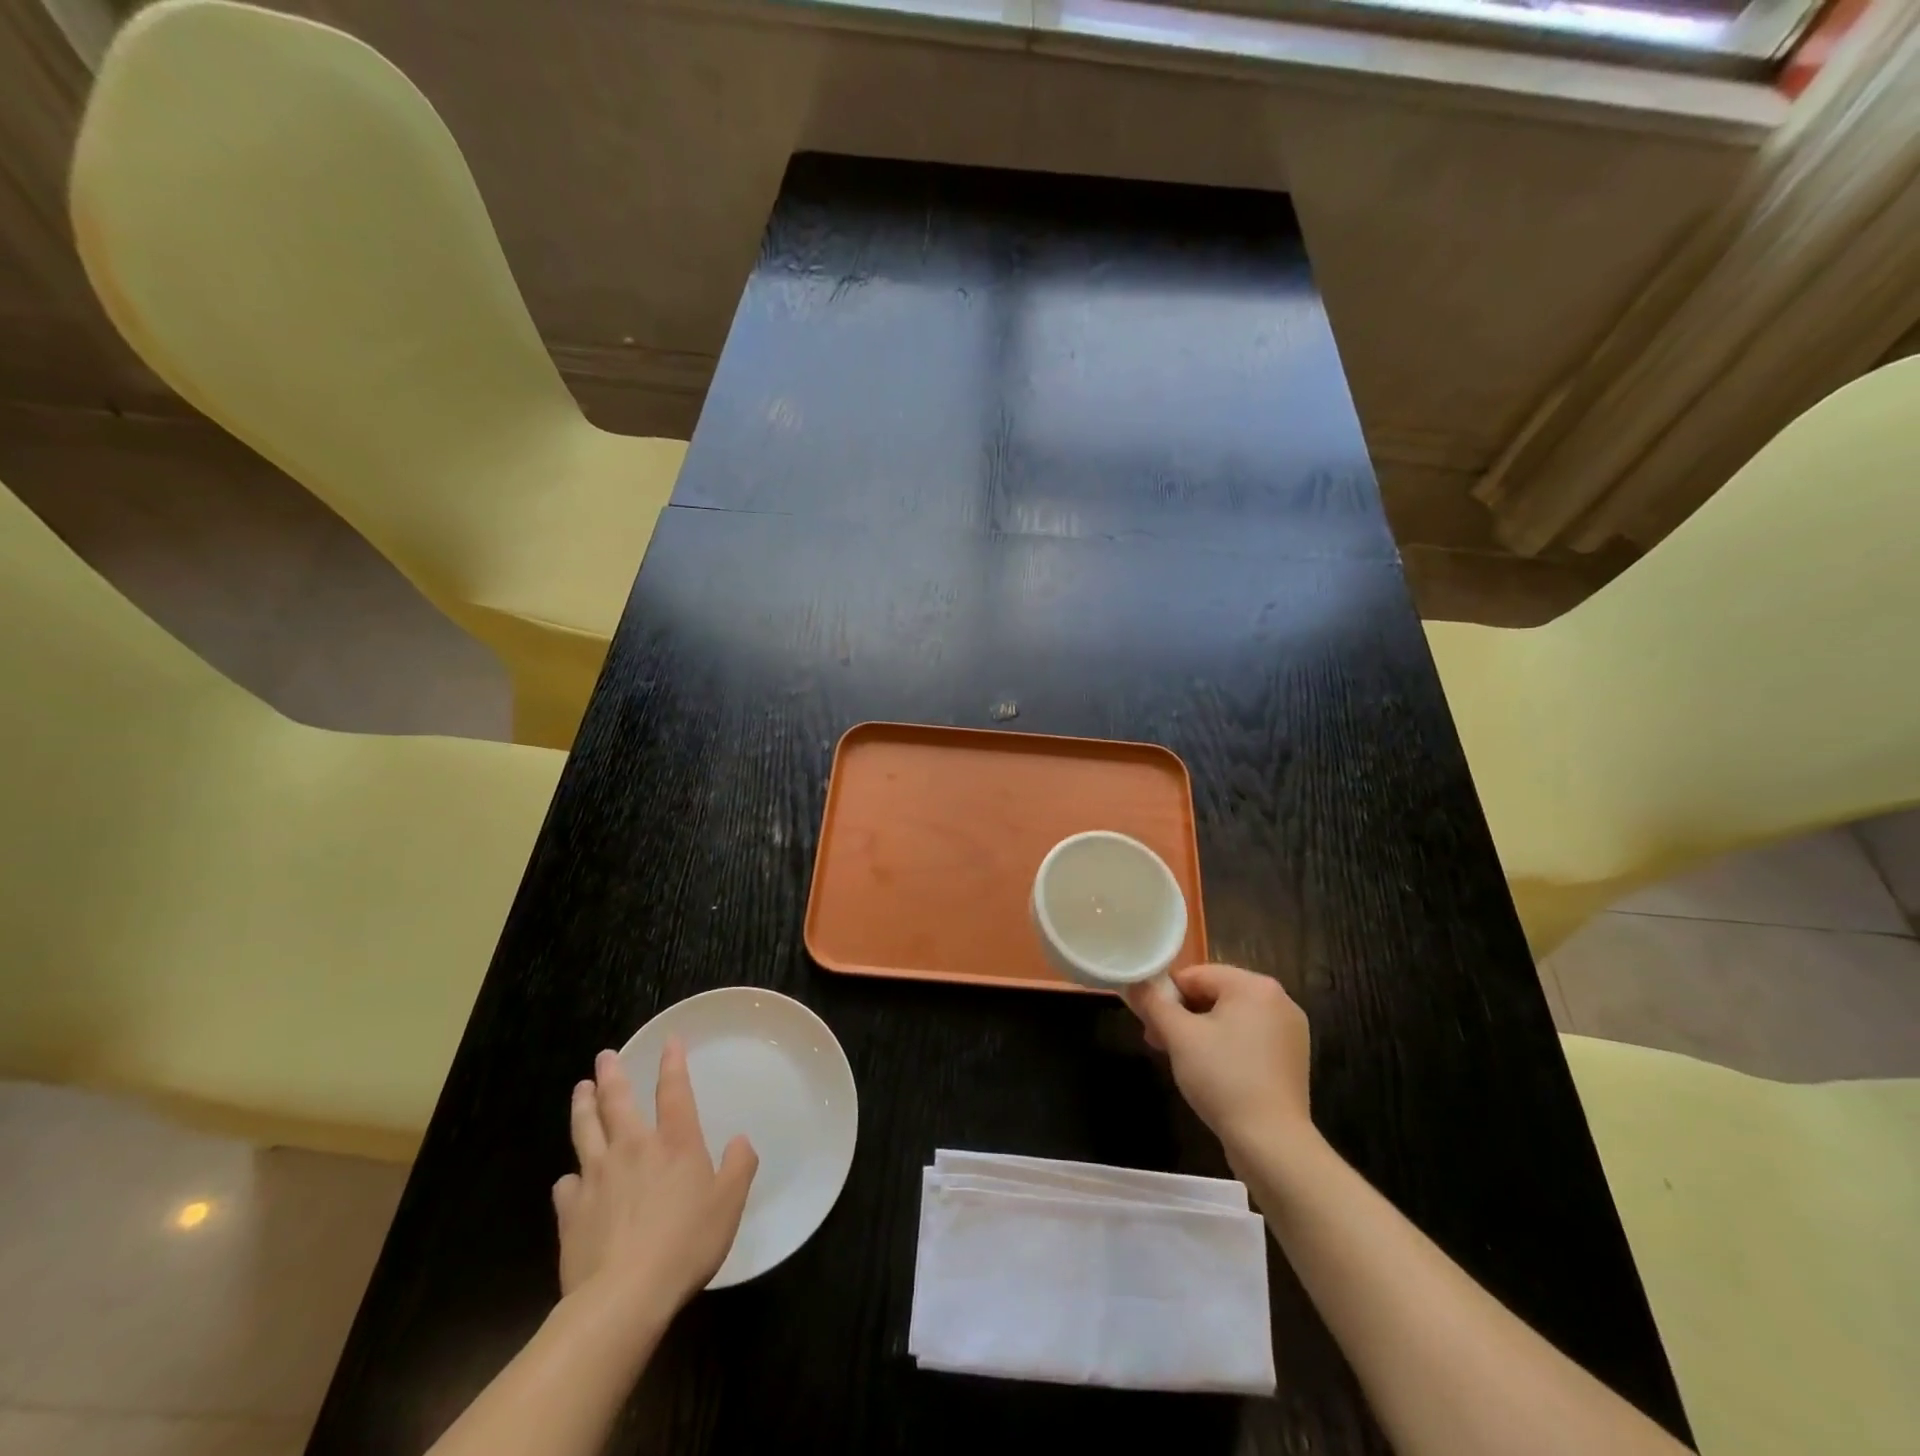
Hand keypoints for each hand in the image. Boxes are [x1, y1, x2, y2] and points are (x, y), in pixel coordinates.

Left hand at [552, 1042, 758, 1323]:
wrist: (623, 1296)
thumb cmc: (685, 1244)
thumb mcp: (729, 1204)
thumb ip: (739, 1167)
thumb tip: (740, 1141)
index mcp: (675, 1143)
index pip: (674, 1090)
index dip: (673, 1063)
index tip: (669, 1041)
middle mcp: (633, 1149)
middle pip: (617, 1102)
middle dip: (611, 1075)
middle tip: (604, 1056)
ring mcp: (597, 1178)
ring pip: (585, 1131)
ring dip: (583, 1107)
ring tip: (580, 1089)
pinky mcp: (571, 1212)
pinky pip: (566, 1185)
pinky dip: (569, 1177)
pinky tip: (569, 1179)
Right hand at [1126, 963, 1313, 1155]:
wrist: (1272, 1144)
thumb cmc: (1223, 1078)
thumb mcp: (1179, 1036)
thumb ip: (1153, 1003)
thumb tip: (1133, 984)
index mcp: (1254, 986)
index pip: (1196, 975)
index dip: (1166, 995)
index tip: (1148, 1023)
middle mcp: (1278, 1000)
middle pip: (1214, 994)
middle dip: (1182, 1016)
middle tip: (1158, 1042)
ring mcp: (1289, 1031)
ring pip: (1230, 1018)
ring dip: (1199, 1032)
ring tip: (1179, 1060)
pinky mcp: (1291, 1058)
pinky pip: (1248, 1039)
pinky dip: (1225, 1047)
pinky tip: (1210, 1073)